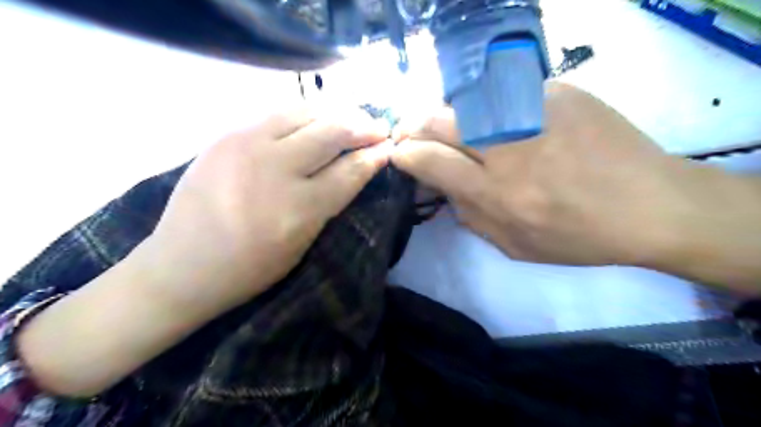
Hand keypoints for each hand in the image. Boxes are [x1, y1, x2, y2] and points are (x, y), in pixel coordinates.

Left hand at [147, 106, 390, 315]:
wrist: (182, 265)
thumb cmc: (250, 268)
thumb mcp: (302, 244)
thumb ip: (330, 202)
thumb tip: (356, 168)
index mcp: (298, 210)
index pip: (350, 171)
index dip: (375, 156)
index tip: (390, 147)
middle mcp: (275, 169)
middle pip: (332, 132)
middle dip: (363, 127)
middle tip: (377, 128)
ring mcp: (246, 145)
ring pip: (305, 112)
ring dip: (335, 113)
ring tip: (350, 118)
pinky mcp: (226, 135)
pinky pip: (276, 112)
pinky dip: (304, 113)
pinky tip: (314, 119)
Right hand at [393, 83, 700, 268]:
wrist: (652, 205)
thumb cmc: (579, 236)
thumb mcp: (514, 246)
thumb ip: (471, 218)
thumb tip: (444, 190)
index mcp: (496, 192)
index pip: (430, 161)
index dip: (405, 153)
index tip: (397, 152)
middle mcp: (508, 149)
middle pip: (440, 121)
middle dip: (414, 126)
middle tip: (410, 133)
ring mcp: (533, 113)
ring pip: (466, 102)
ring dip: (446, 116)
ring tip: (447, 128)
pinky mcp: (557, 92)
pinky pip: (503, 94)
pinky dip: (486, 108)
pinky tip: (495, 120)